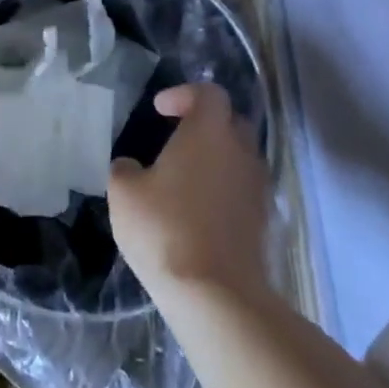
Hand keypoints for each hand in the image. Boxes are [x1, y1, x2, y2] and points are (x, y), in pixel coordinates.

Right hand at [109, 83, 271, 301]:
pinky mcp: (264, 220)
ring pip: (239, 158)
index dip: (184, 94)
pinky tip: (198, 211)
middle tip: (175, 139)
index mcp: (209, 133)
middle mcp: (241, 152)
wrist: (215, 293)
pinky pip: (243, 189)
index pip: (209, 93)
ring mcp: (258, 187)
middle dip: (204, 124)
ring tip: (185, 178)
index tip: (160, 110)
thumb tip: (132, 167)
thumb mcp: (124, 193)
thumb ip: (125, 169)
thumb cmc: (164, 229)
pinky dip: (223, 189)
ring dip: (216, 159)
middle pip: (231, 122)